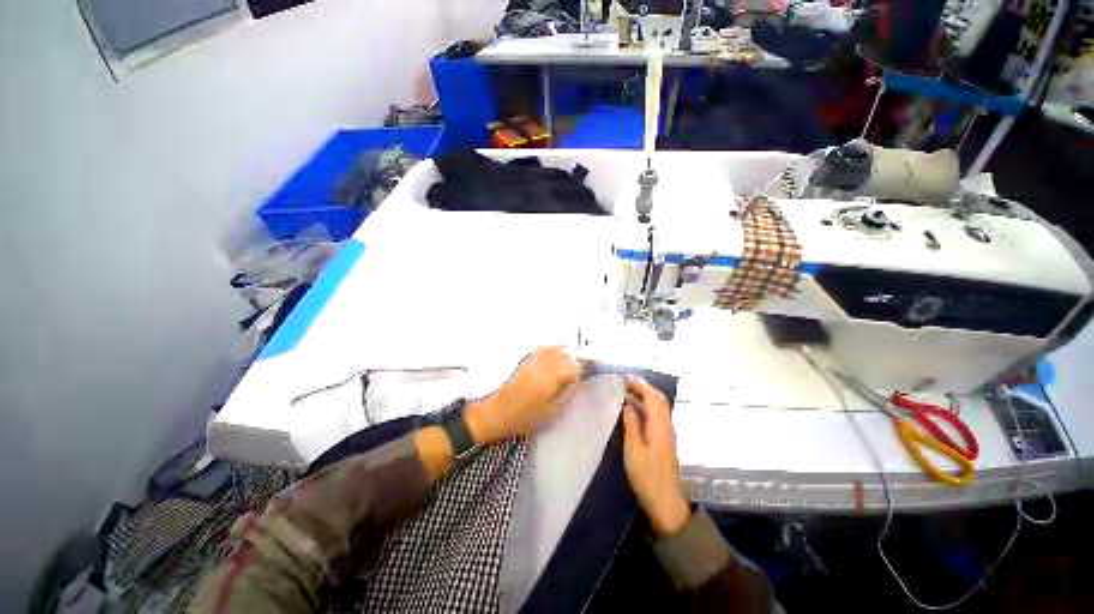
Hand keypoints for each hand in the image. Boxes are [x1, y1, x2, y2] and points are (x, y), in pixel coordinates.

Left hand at [465, 346, 580, 444]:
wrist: (496, 413)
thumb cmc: (524, 417)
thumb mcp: (551, 413)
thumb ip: (566, 395)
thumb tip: (576, 382)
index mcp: (551, 379)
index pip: (573, 367)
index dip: (579, 373)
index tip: (579, 381)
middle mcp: (543, 365)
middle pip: (566, 355)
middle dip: (573, 363)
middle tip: (574, 375)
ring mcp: (533, 360)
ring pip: (555, 349)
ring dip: (564, 355)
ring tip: (566, 366)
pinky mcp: (525, 360)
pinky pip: (543, 349)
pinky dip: (552, 350)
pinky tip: (553, 357)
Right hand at [622, 377, 690, 536]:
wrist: (665, 502)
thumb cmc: (647, 476)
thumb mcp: (634, 449)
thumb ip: (631, 424)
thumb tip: (628, 404)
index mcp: (659, 426)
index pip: (653, 397)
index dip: (640, 385)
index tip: (624, 380)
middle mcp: (666, 425)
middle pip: (658, 399)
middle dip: (642, 388)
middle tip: (624, 384)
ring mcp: (666, 432)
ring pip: (657, 407)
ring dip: (643, 397)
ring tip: (624, 394)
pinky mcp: (663, 439)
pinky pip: (655, 416)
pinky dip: (644, 408)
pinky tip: (632, 412)